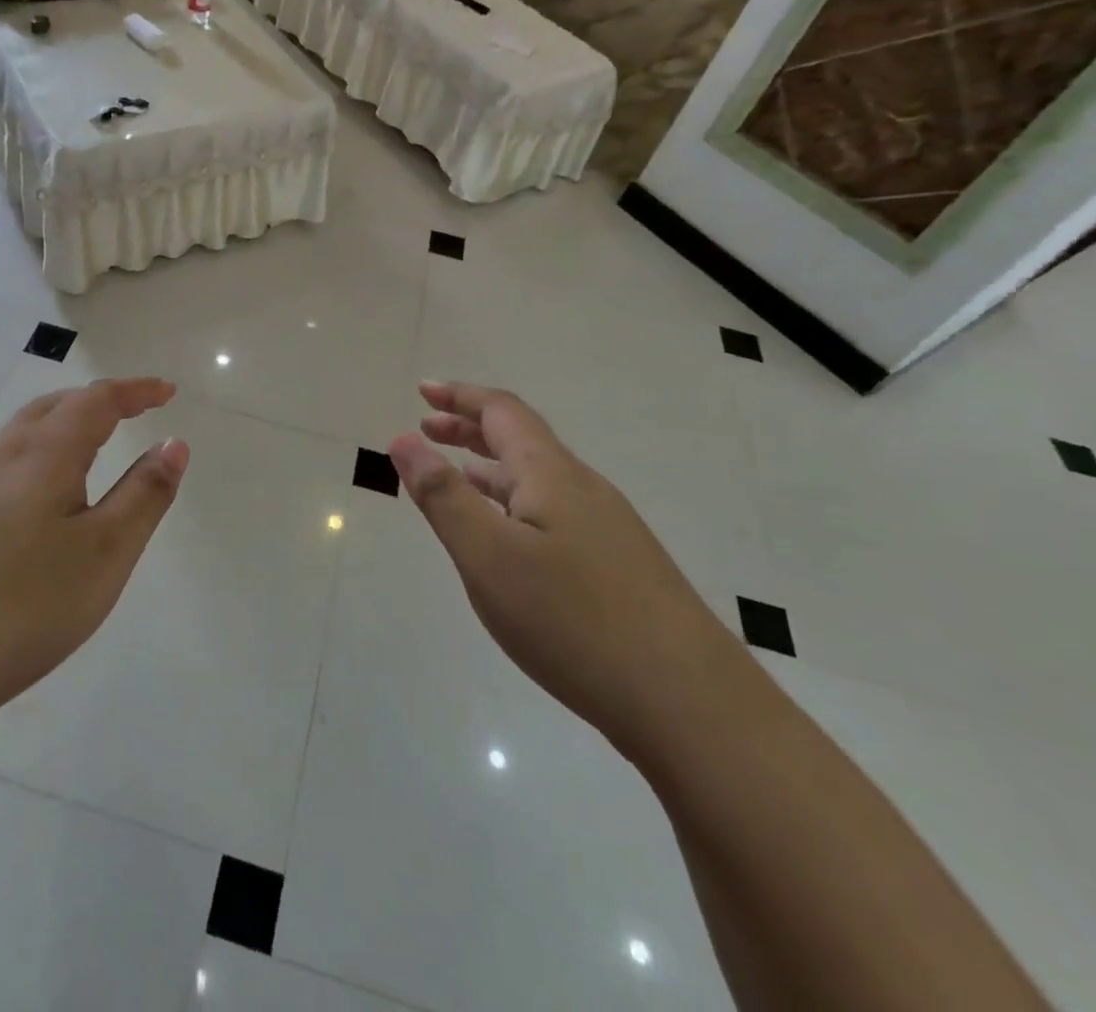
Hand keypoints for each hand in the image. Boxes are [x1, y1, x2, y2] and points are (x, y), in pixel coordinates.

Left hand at [0, 378, 189, 734]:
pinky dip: (27, 460)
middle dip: (94, 402)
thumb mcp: (105, 553)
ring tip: (81, 450)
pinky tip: (23, 503)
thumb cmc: (23, 605)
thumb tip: (173, 443)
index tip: (166, 391)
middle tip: (127, 413)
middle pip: (50, 408)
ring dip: (56, 428)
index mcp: (44, 454)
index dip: (135, 391)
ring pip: (15, 437)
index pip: (96, 401)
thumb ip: (144, 495)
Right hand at [389, 380, 753, 758]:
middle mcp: (583, 488)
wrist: (691, 705)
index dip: (460, 396)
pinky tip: (508, 539)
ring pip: (538, 479)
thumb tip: (404, 438)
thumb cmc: (573, 620)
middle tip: (428, 429)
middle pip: (522, 440)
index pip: (502, 412)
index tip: (422, 390)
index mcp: (551, 474)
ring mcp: (607, 529)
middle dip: (471, 428)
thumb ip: (443, 495)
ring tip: (456, 476)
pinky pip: (553, 511)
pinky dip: (515, 503)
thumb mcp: (488, 556)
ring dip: (491, 467)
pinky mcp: (619, 566)